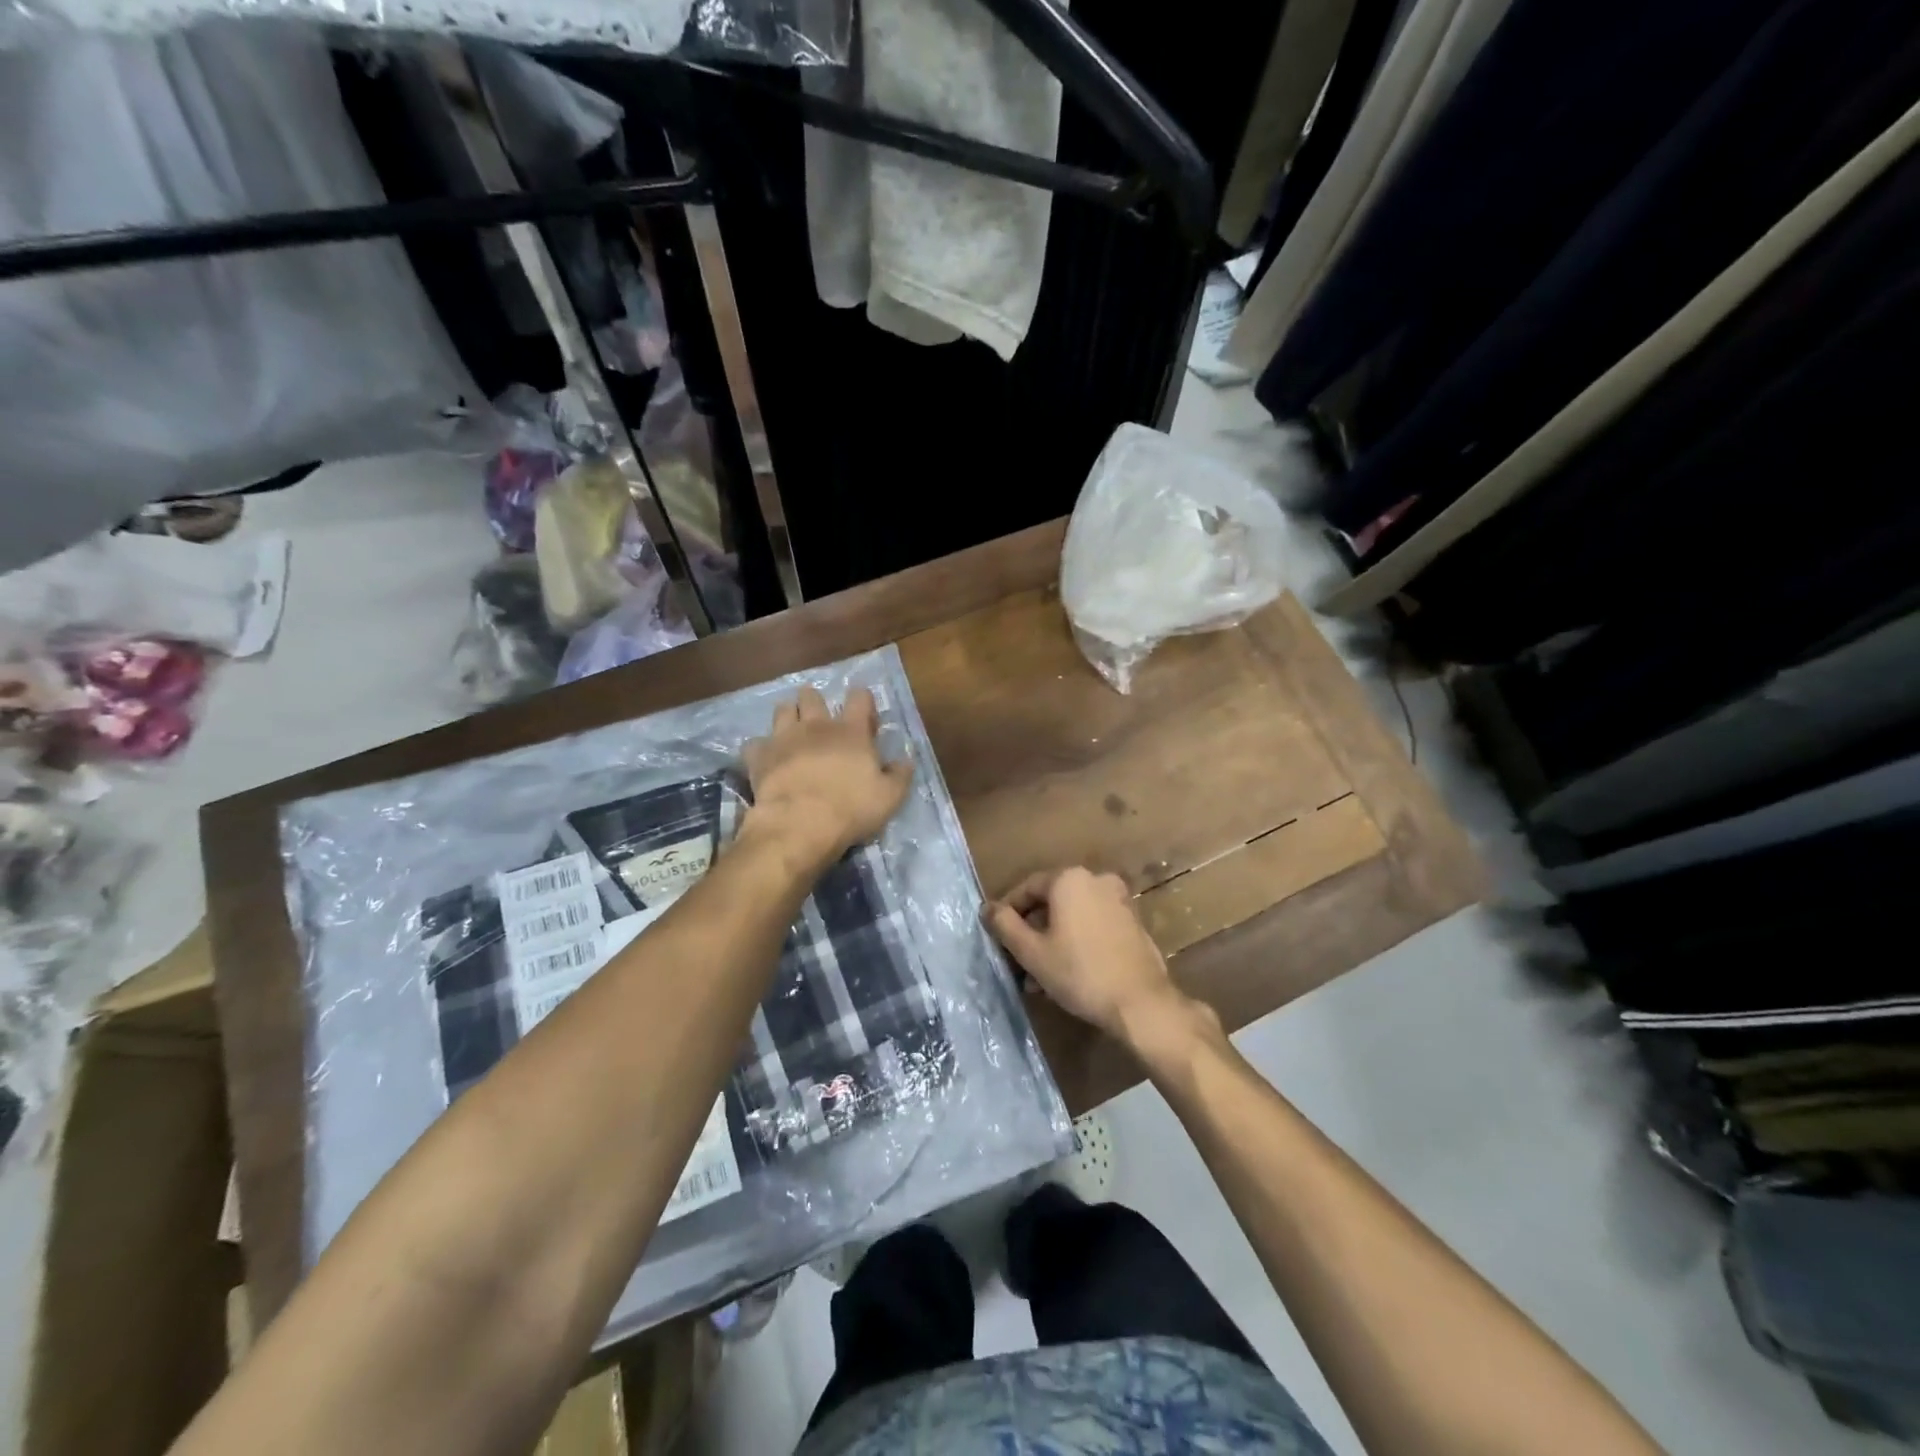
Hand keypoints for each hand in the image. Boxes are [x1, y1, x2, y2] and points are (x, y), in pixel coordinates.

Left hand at [742, 686, 911, 866]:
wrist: (799, 825)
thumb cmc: (850, 809)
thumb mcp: (889, 797)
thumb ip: (899, 775)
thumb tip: (905, 760)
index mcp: (851, 731)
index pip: (859, 698)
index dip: (863, 702)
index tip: (865, 720)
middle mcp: (816, 725)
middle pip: (811, 696)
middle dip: (815, 703)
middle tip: (820, 722)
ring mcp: (784, 738)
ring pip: (782, 709)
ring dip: (788, 717)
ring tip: (792, 734)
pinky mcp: (759, 756)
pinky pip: (754, 743)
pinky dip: (760, 749)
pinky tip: (765, 760)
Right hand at [987, 867, 1189, 1046]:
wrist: (1140, 1002)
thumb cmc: (1079, 972)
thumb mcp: (1032, 952)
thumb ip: (1005, 925)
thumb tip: (987, 908)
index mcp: (1069, 879)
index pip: (1027, 888)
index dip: (1008, 912)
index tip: (997, 937)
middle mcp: (1096, 879)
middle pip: (1051, 902)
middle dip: (1032, 931)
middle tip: (1018, 961)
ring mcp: (1118, 899)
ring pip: (1073, 916)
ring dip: (1053, 940)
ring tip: (1039, 977)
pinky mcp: (1132, 921)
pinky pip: (1093, 924)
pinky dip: (1077, 941)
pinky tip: (1067, 972)